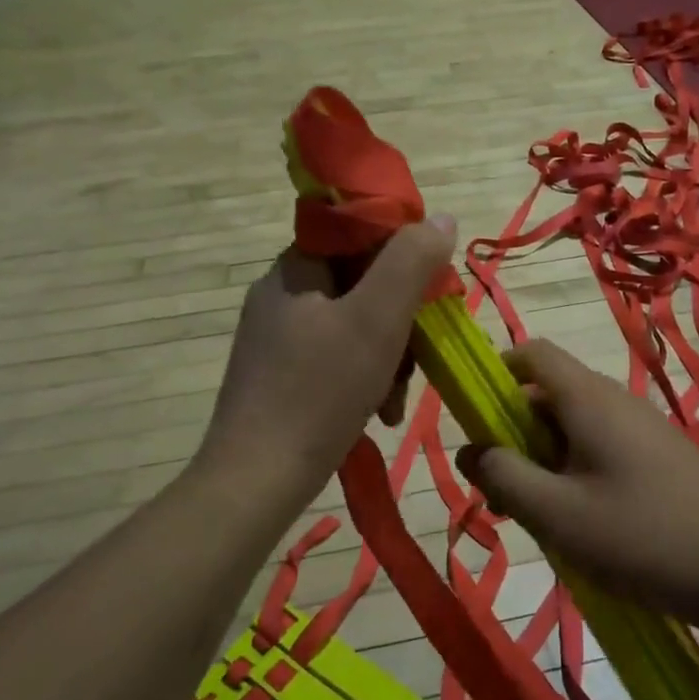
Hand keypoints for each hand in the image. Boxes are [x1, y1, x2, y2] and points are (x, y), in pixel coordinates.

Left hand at [197, 217, 455, 509]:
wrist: (256, 480)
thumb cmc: (319, 392)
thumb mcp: (376, 319)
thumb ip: (411, 262)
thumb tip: (442, 219)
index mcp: (295, 268)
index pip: (357, 233)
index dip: (401, 254)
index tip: (429, 290)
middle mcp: (281, 294)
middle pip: (361, 283)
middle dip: (399, 321)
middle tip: (415, 361)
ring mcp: (277, 338)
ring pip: (354, 325)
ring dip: (387, 357)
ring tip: (394, 402)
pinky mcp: (279, 375)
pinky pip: (336, 358)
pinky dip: (364, 379)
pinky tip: (377, 413)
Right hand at [457, 339, 698, 631]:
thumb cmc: (643, 537)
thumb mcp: (557, 514)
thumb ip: (503, 477)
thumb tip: (467, 450)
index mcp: (587, 398)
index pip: (532, 353)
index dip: (496, 373)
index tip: (473, 419)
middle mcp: (615, 400)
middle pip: (549, 394)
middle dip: (514, 433)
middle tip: (500, 489)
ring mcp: (643, 428)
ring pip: (574, 427)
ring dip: (544, 460)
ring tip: (537, 516)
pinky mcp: (661, 458)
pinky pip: (602, 449)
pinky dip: (576, 473)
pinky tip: (581, 525)